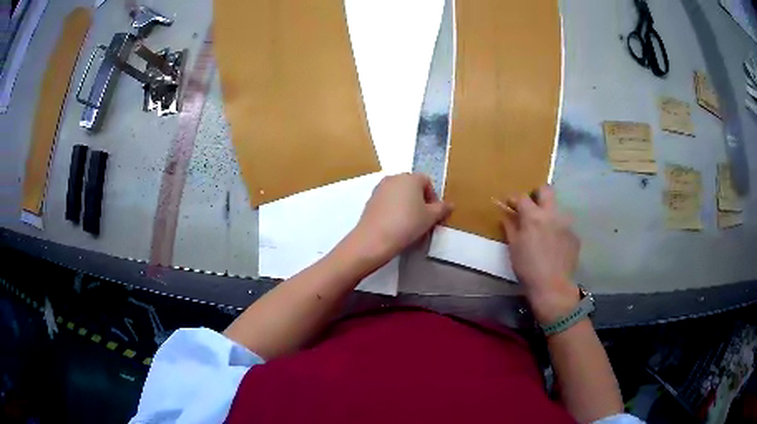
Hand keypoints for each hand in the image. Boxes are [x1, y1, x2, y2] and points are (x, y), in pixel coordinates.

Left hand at [348, 173, 451, 262]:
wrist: (375, 239)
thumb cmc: (407, 224)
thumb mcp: (430, 218)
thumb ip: (442, 209)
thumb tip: (450, 204)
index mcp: (410, 178)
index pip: (427, 182)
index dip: (433, 197)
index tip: (434, 214)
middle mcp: (394, 178)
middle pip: (412, 186)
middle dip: (420, 200)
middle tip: (423, 219)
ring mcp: (380, 188)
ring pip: (399, 194)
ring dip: (407, 205)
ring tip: (410, 223)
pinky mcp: (370, 200)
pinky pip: (388, 201)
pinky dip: (394, 209)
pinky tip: (395, 225)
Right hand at [500, 185, 580, 324]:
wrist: (552, 285)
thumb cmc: (527, 267)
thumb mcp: (514, 247)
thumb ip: (510, 227)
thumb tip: (506, 215)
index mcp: (533, 216)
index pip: (522, 197)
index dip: (514, 198)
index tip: (510, 204)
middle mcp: (551, 214)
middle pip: (546, 190)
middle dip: (537, 194)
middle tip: (532, 206)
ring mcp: (566, 223)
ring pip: (557, 208)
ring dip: (549, 213)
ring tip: (544, 229)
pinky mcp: (574, 235)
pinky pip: (564, 225)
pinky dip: (557, 229)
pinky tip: (554, 244)